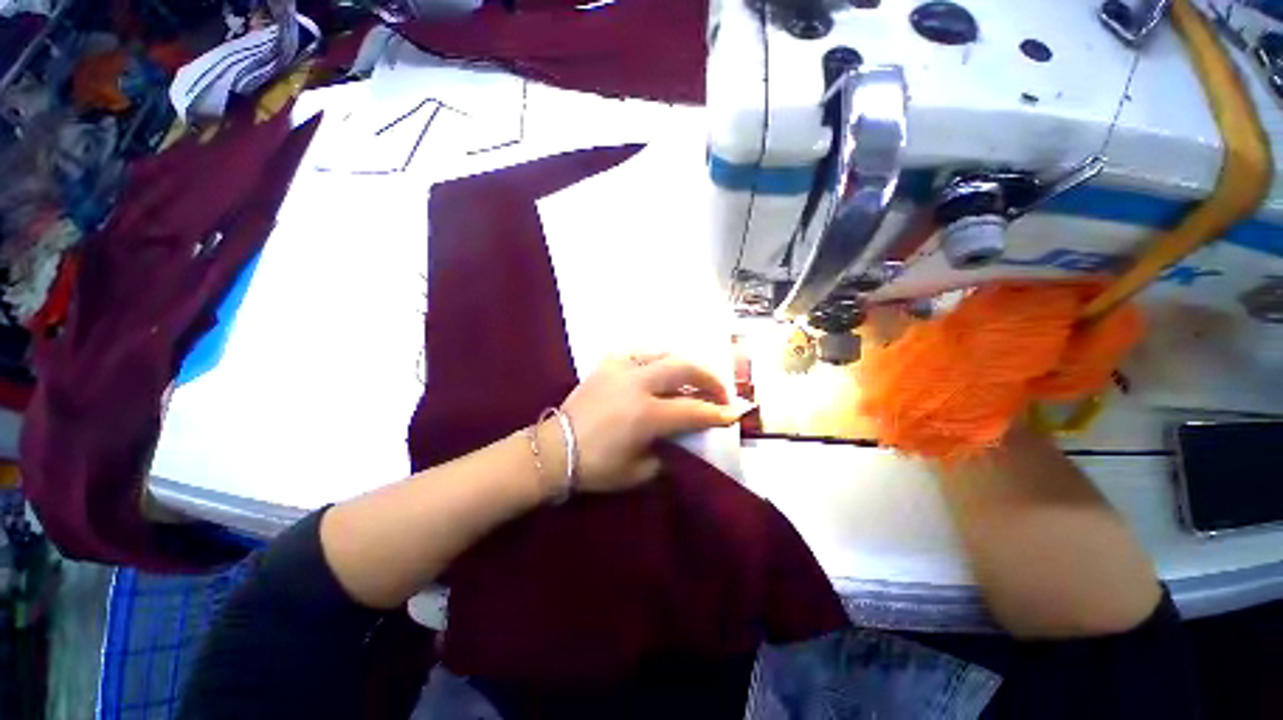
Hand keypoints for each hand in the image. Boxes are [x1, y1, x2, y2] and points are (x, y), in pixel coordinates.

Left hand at [552, 353, 740, 492]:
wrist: (555, 450)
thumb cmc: (596, 466)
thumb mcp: (638, 471)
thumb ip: (667, 453)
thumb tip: (681, 440)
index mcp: (646, 414)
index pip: (692, 409)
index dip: (717, 413)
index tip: (734, 413)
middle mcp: (637, 384)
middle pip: (684, 368)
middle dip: (709, 378)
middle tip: (720, 391)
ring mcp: (620, 369)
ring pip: (663, 354)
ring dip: (684, 365)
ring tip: (692, 377)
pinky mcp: (606, 364)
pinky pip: (638, 353)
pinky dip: (655, 359)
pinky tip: (658, 368)